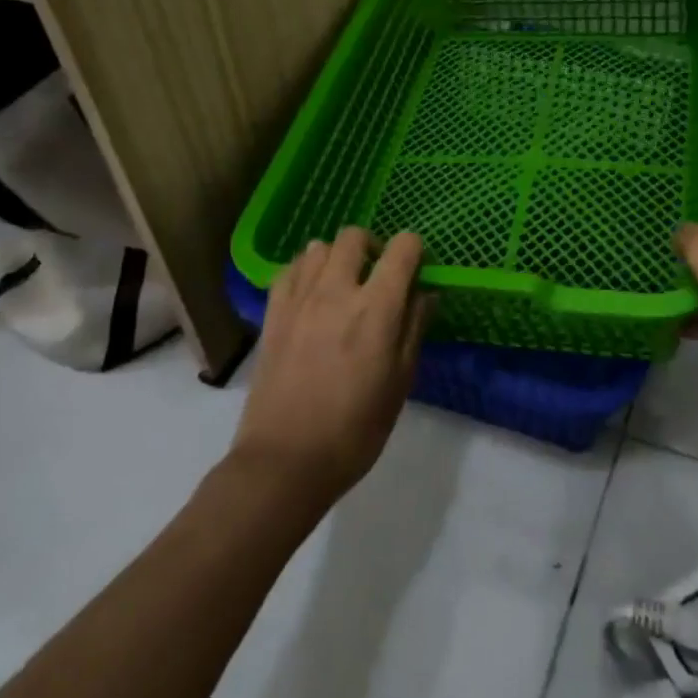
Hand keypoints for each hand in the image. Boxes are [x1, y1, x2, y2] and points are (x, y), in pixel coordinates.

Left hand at [232, 228, 430, 503]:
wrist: (286, 461)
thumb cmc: (355, 429)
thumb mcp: (400, 382)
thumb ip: (414, 329)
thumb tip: (425, 294)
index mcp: (377, 308)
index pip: (402, 248)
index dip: (414, 250)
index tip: (416, 268)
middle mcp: (337, 291)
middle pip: (354, 236)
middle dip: (373, 246)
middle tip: (378, 275)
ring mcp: (299, 300)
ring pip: (318, 248)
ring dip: (337, 257)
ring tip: (342, 285)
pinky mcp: (272, 315)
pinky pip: (289, 271)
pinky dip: (305, 271)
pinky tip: (311, 295)